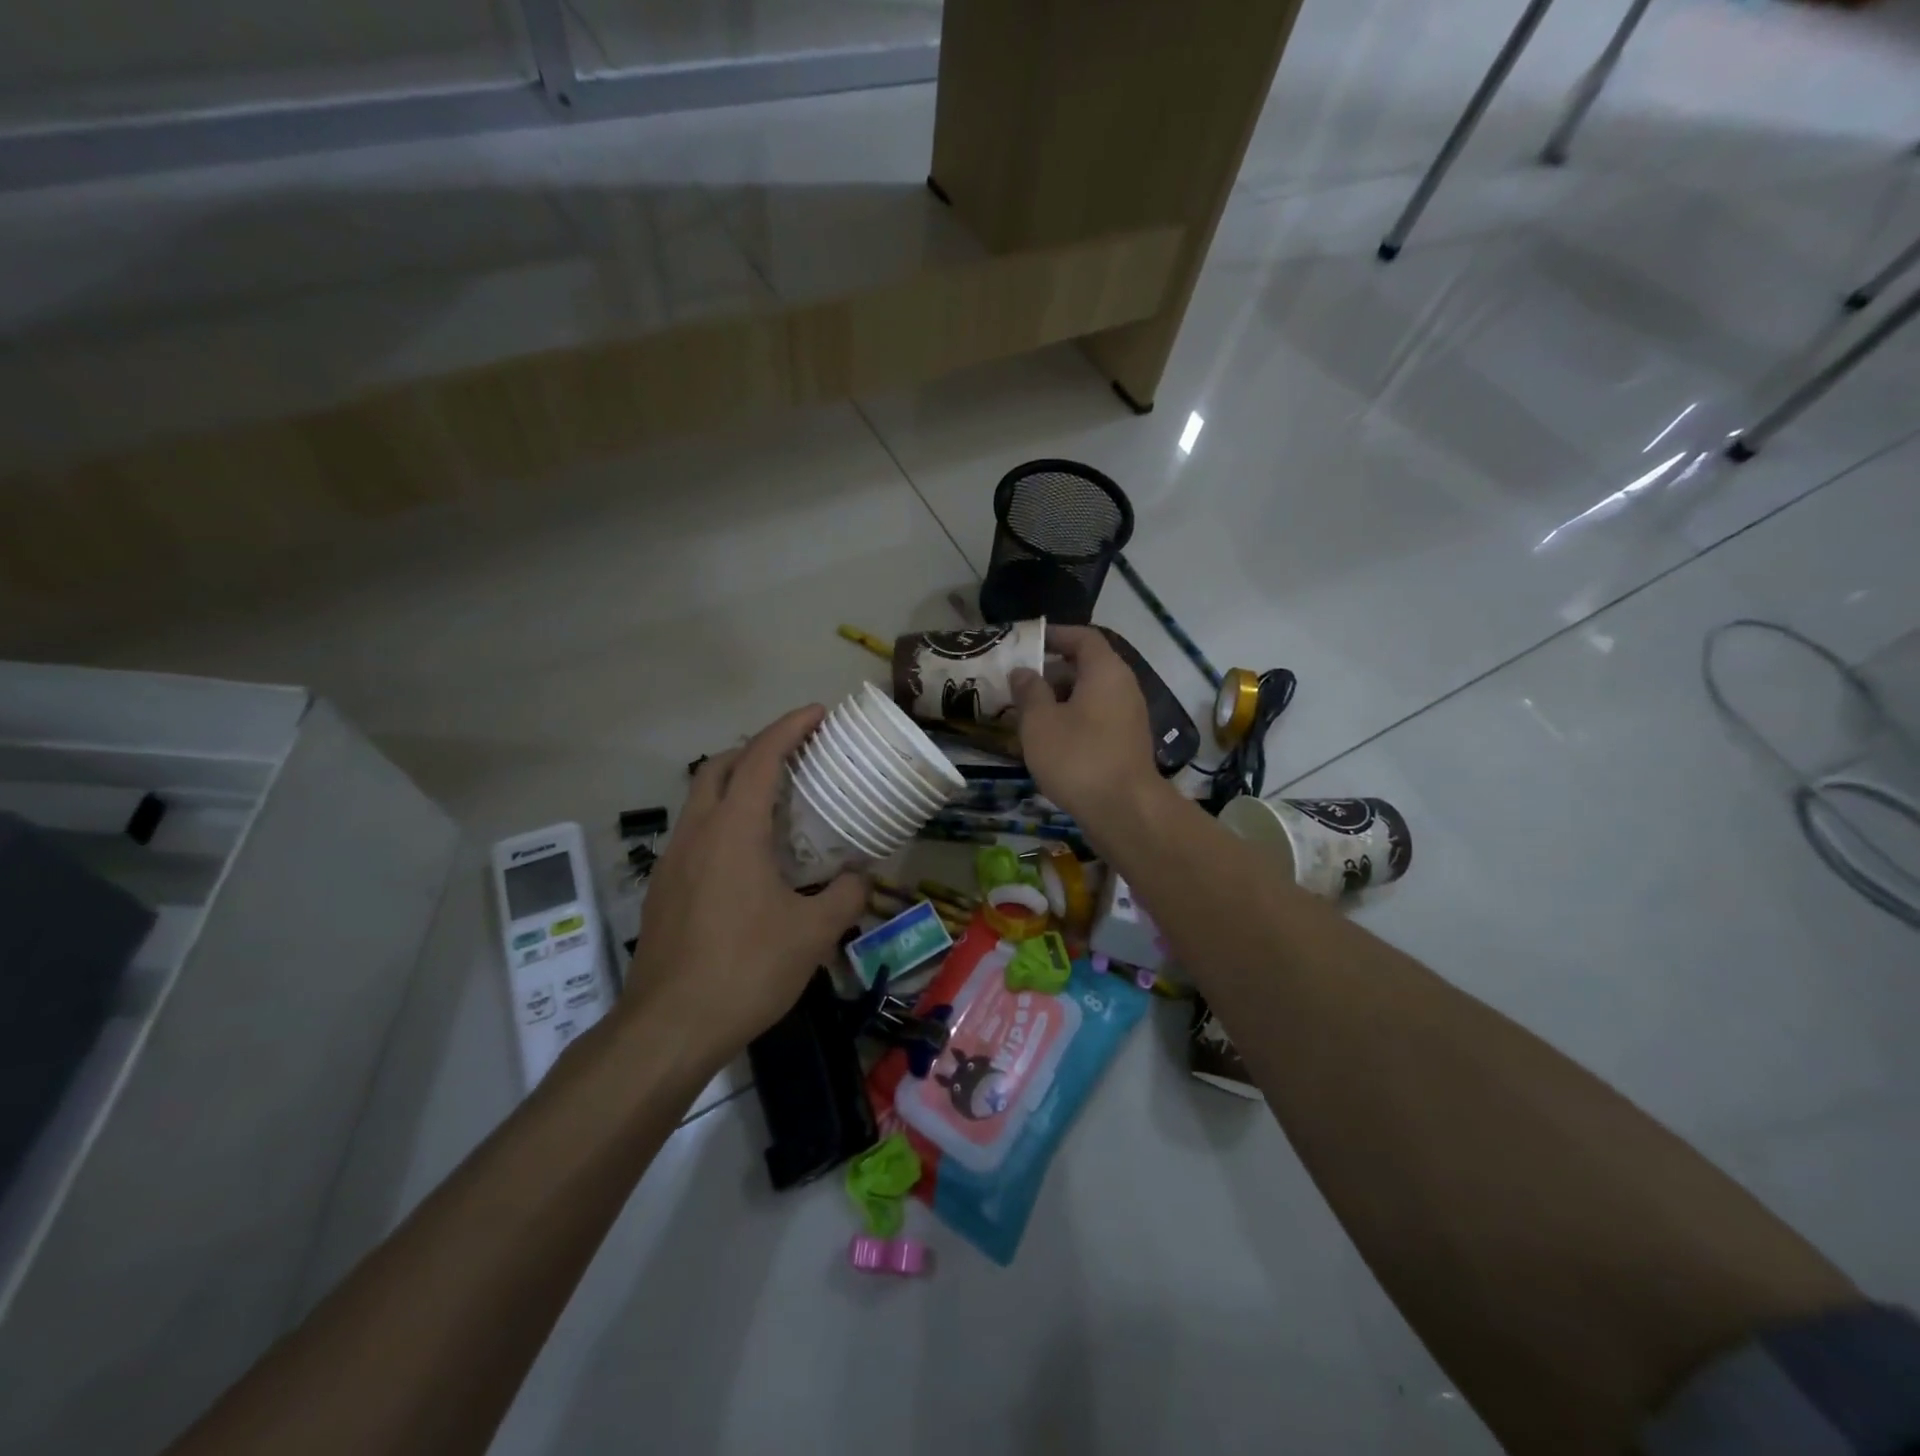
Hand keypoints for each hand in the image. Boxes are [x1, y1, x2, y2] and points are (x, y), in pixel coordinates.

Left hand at [622, 706, 866, 1068]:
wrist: (668, 1027)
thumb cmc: (745, 970)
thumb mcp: (812, 934)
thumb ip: (844, 896)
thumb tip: (861, 878)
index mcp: (733, 830)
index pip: (760, 758)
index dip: (789, 728)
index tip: (818, 713)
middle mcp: (697, 833)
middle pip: (719, 766)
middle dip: (756, 748)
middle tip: (796, 756)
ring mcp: (673, 860)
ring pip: (701, 799)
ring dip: (735, 784)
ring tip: (777, 802)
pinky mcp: (663, 888)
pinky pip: (695, 833)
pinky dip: (723, 820)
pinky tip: (749, 857)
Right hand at [1009, 625, 1164, 834]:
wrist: (1124, 810)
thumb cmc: (1078, 757)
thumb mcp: (1040, 722)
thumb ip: (1029, 691)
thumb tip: (1023, 672)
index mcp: (1106, 671)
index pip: (1082, 637)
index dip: (1055, 634)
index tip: (1027, 642)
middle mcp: (1124, 687)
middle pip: (1087, 666)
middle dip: (1052, 671)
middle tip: (1020, 682)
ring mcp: (1130, 716)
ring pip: (1091, 695)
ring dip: (1060, 699)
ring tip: (1028, 713)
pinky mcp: (1128, 742)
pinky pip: (1097, 718)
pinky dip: (1074, 719)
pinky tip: (1050, 739)